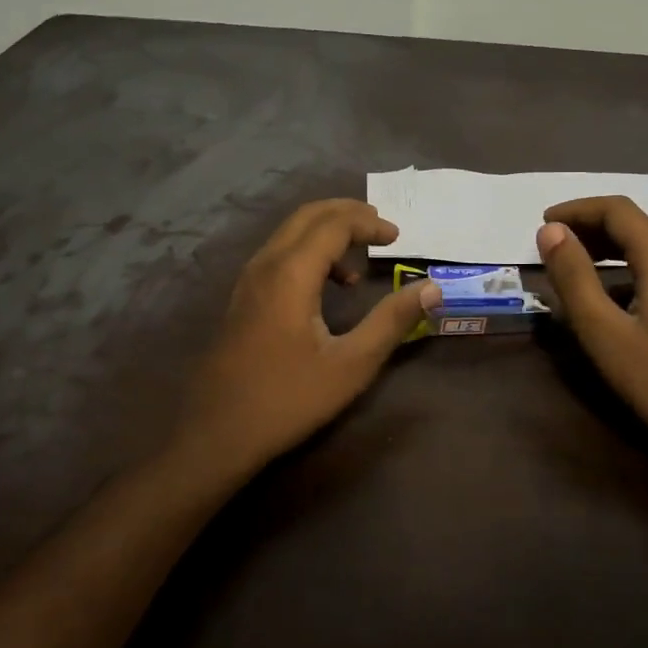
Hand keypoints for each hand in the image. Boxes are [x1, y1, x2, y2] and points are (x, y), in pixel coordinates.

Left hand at [174, 200, 440, 473]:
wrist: (217, 434)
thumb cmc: (288, 399)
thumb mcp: (351, 364)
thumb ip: (392, 321)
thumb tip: (430, 288)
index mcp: (291, 273)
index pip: (334, 224)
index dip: (369, 224)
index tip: (399, 238)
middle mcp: (265, 264)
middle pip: (308, 216)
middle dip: (348, 214)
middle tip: (381, 228)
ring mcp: (248, 281)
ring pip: (290, 233)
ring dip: (327, 232)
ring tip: (360, 258)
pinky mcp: (242, 298)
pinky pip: (279, 254)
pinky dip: (309, 252)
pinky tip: (328, 288)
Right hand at [536, 197, 647, 468]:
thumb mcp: (602, 330)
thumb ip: (574, 277)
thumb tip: (550, 231)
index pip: (617, 210)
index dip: (577, 209)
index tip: (542, 222)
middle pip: (632, 223)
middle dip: (588, 226)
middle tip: (551, 242)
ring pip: (644, 245)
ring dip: (604, 246)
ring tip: (569, 262)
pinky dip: (622, 267)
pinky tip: (603, 293)